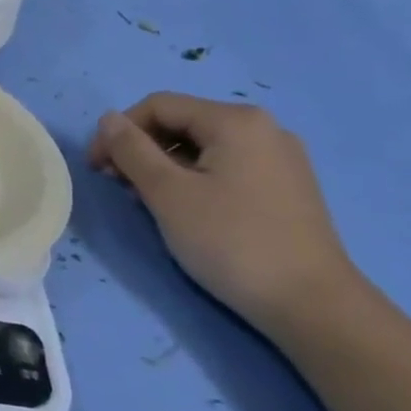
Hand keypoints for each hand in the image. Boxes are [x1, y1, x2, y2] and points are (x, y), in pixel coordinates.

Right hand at [87, 93, 363, 336]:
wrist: (312, 305)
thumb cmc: (231, 241)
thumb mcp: (168, 193)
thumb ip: (131, 150)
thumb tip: (107, 119)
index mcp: (235, 121)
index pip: (158, 106)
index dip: (118, 132)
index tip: (97, 169)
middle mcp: (262, 128)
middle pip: (181, 123)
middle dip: (141, 149)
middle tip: (119, 187)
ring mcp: (279, 158)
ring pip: (202, 146)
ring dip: (164, 166)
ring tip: (148, 202)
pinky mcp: (285, 186)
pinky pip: (225, 166)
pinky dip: (194, 178)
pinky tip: (185, 210)